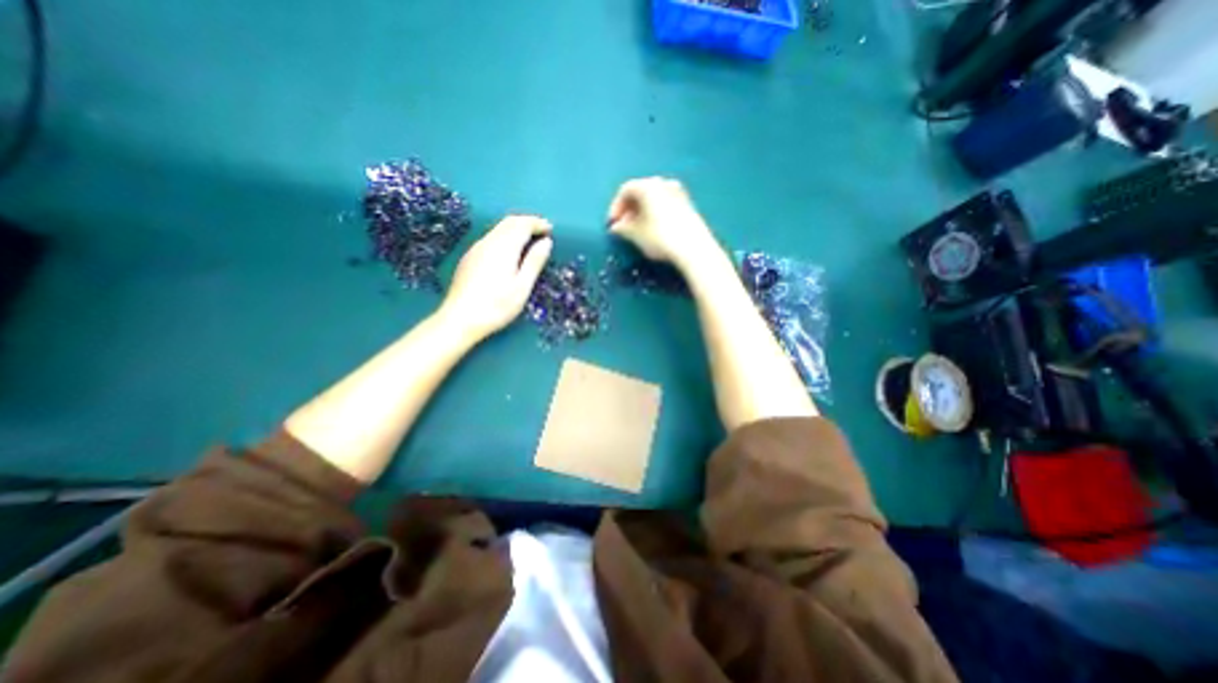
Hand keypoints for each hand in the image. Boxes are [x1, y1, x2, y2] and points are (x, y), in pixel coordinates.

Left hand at [438, 212, 552, 341]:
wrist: (460, 319)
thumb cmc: (497, 306)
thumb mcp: (522, 286)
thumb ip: (534, 261)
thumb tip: (547, 242)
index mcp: (504, 247)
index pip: (522, 224)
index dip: (538, 223)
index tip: (551, 229)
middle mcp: (488, 242)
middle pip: (509, 222)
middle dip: (527, 222)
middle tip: (542, 232)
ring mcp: (476, 249)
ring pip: (498, 229)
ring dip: (516, 229)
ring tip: (530, 241)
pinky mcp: (470, 258)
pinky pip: (491, 238)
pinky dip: (505, 237)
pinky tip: (510, 252)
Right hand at [603, 176, 715, 272]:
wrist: (694, 248)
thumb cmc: (660, 237)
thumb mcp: (636, 234)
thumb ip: (622, 228)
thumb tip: (616, 227)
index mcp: (648, 185)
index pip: (626, 190)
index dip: (615, 206)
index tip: (612, 223)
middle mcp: (664, 183)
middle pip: (641, 192)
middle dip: (629, 209)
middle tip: (624, 226)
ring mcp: (679, 193)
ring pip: (654, 199)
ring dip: (643, 212)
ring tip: (638, 230)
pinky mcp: (688, 206)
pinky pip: (665, 205)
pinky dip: (655, 214)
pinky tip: (654, 230)